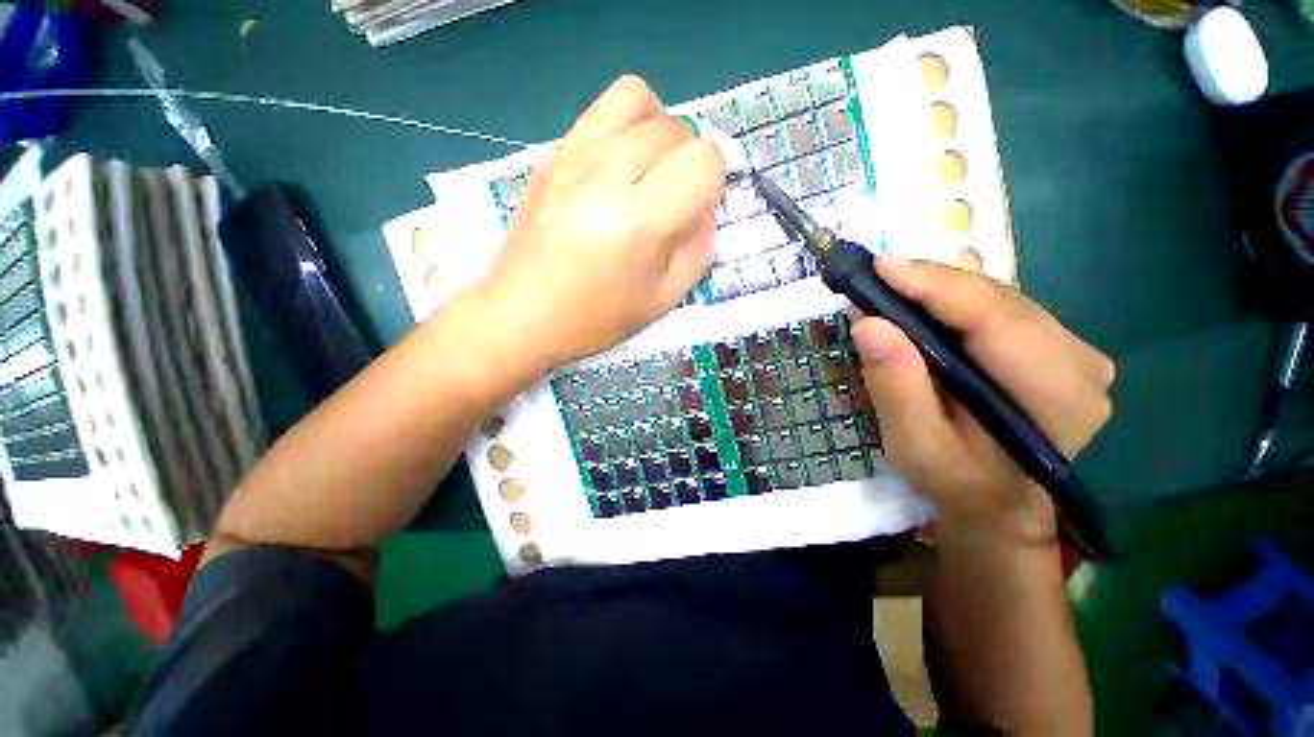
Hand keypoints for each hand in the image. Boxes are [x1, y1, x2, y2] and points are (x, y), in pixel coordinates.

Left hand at [477, 75, 725, 368]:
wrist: (522, 314)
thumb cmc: (595, 318)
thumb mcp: (663, 298)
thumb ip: (698, 248)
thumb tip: (705, 206)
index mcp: (638, 221)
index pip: (704, 160)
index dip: (714, 183)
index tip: (697, 210)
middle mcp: (606, 175)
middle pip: (677, 128)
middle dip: (688, 162)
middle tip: (672, 200)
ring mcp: (573, 156)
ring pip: (639, 98)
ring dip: (658, 131)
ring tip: (648, 171)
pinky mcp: (552, 153)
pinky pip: (602, 110)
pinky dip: (625, 127)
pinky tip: (616, 168)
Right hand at [851, 254, 1114, 539]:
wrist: (997, 504)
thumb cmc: (955, 481)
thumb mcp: (915, 445)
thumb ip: (896, 387)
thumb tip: (869, 324)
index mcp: (1056, 395)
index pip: (994, 318)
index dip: (934, 285)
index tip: (880, 266)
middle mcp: (1081, 364)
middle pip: (997, 301)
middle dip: (930, 285)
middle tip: (874, 280)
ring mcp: (1076, 353)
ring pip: (998, 300)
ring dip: (940, 292)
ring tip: (891, 292)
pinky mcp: (1058, 349)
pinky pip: (1000, 310)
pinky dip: (954, 304)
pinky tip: (923, 309)